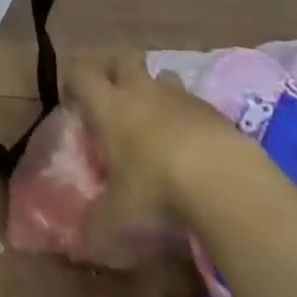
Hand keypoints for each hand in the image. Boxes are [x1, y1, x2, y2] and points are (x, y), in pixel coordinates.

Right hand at [65, 55, 249, 239]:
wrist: (224, 179)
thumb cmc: (156, 190)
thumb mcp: (116, 221)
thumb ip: (96, 227)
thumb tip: (85, 238)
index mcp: (110, 105)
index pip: (81, 73)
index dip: (72, 82)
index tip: (72, 101)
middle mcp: (141, 90)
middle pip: (122, 59)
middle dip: (115, 72)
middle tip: (113, 101)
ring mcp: (180, 95)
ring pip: (160, 76)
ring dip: (154, 92)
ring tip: (155, 125)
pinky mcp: (212, 109)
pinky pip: (191, 103)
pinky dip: (186, 118)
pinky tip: (192, 149)